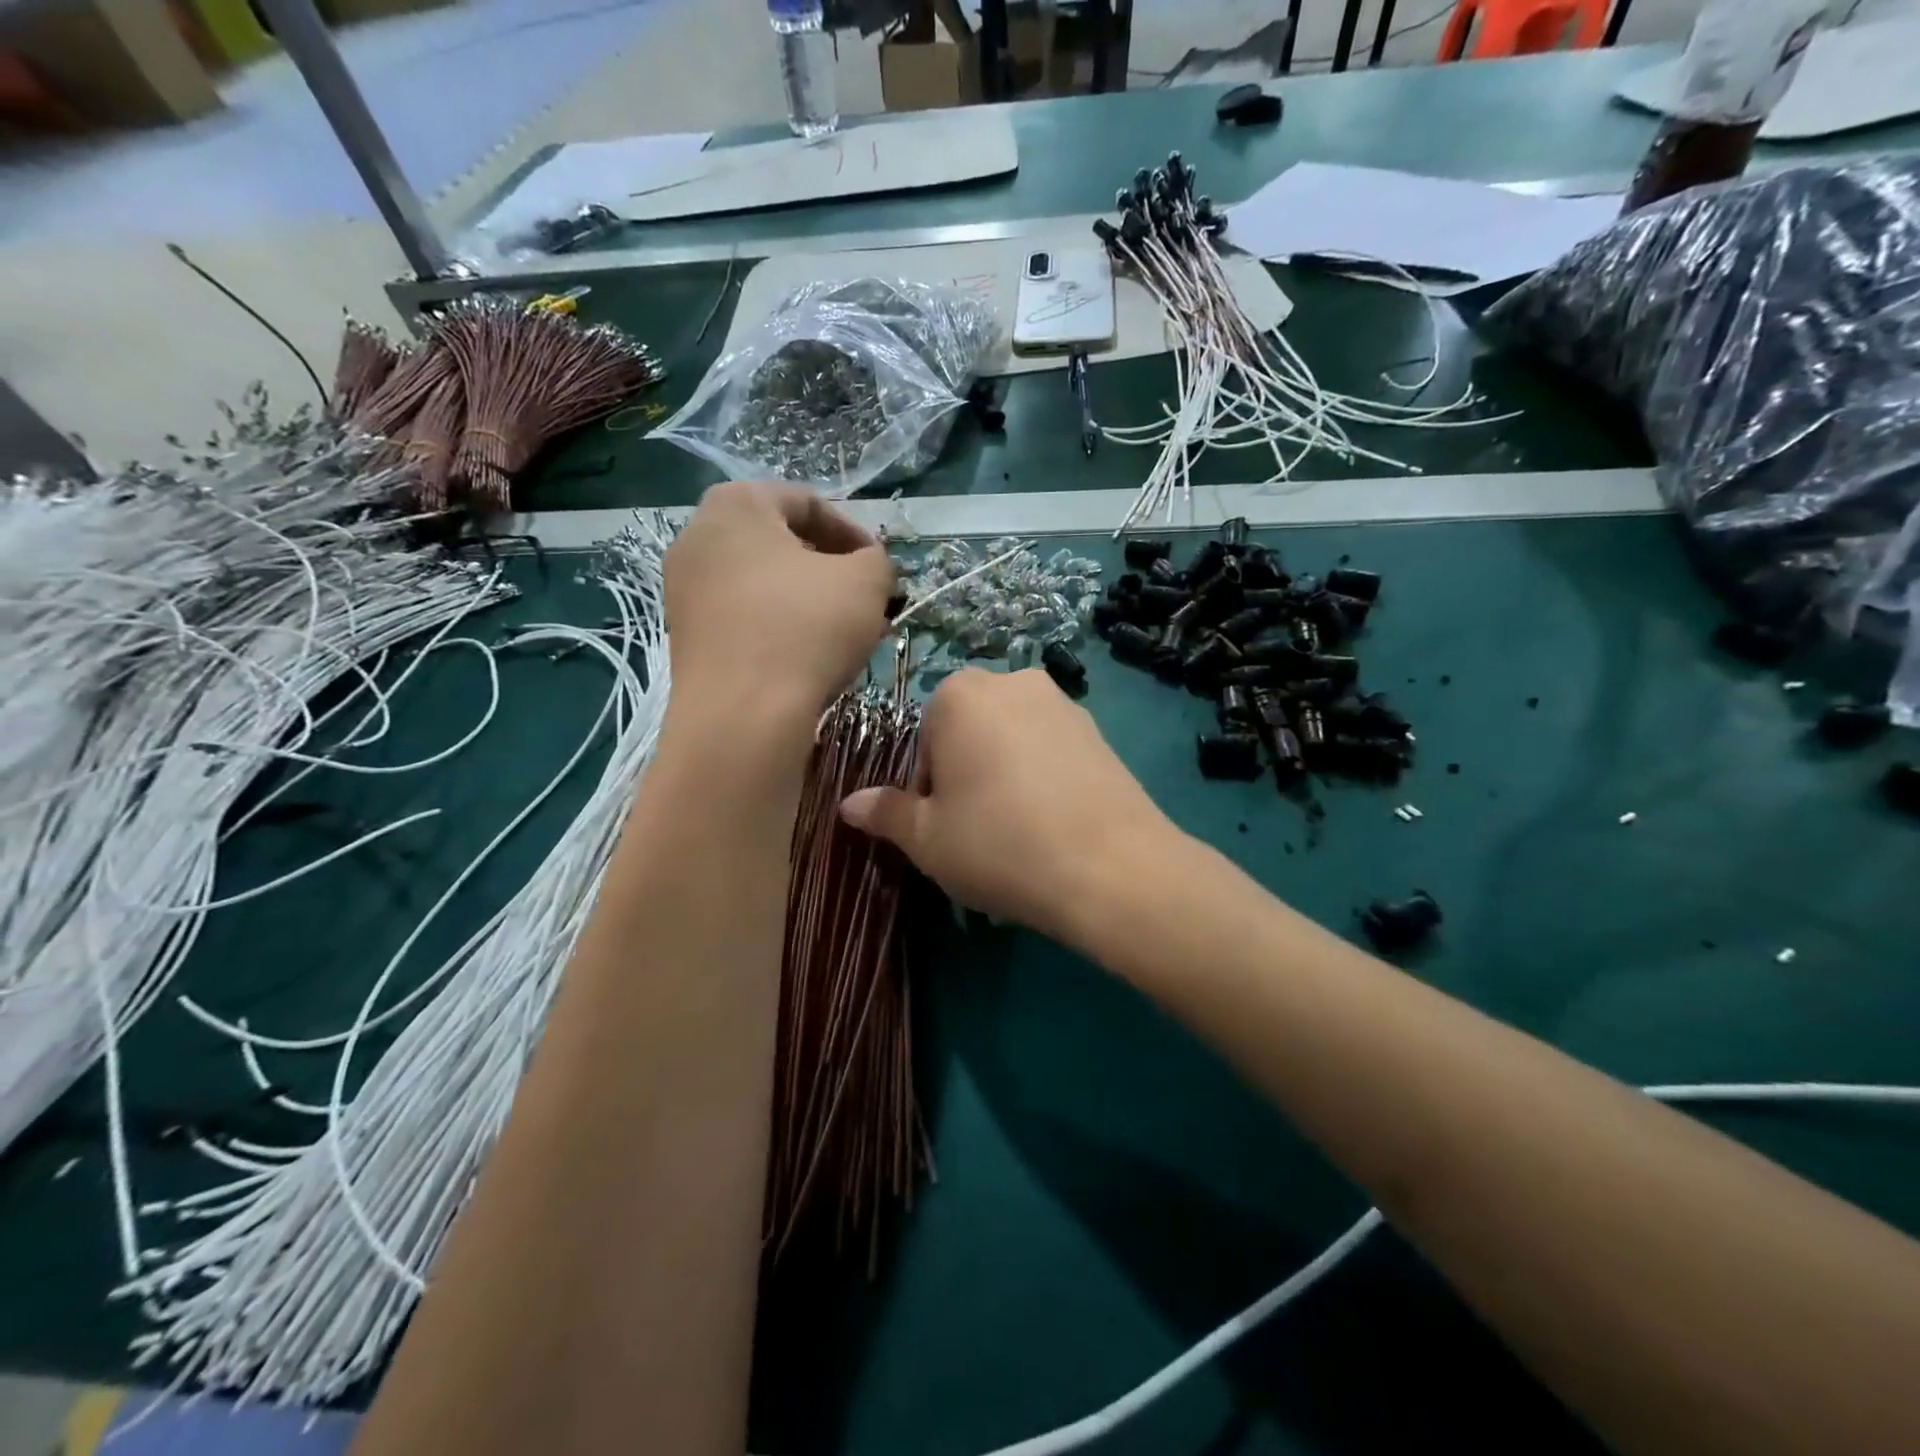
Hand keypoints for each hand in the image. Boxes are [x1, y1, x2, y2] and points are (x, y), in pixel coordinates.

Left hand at [664, 481, 895, 730]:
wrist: (743, 715)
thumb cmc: (806, 628)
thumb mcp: (867, 581)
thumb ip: (877, 560)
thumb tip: (868, 567)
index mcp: (737, 504)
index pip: (808, 503)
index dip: (855, 534)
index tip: (881, 569)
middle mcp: (698, 535)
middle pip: (781, 543)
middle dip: (831, 571)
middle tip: (867, 602)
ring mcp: (684, 588)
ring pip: (763, 583)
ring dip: (809, 601)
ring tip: (845, 634)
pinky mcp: (685, 634)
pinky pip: (743, 617)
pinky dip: (779, 626)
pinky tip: (809, 657)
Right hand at [840, 668, 1174, 946]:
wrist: (1112, 867)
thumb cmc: (1000, 844)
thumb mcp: (928, 839)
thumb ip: (886, 814)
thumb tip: (849, 804)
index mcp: (960, 695)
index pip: (924, 741)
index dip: (929, 790)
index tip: (944, 827)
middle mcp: (1012, 682)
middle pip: (969, 733)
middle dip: (966, 775)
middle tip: (979, 829)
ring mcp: (1063, 703)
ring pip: (1012, 741)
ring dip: (1005, 776)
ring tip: (1020, 832)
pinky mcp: (1101, 731)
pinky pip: (1052, 751)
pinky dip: (1044, 779)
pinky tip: (1054, 824)